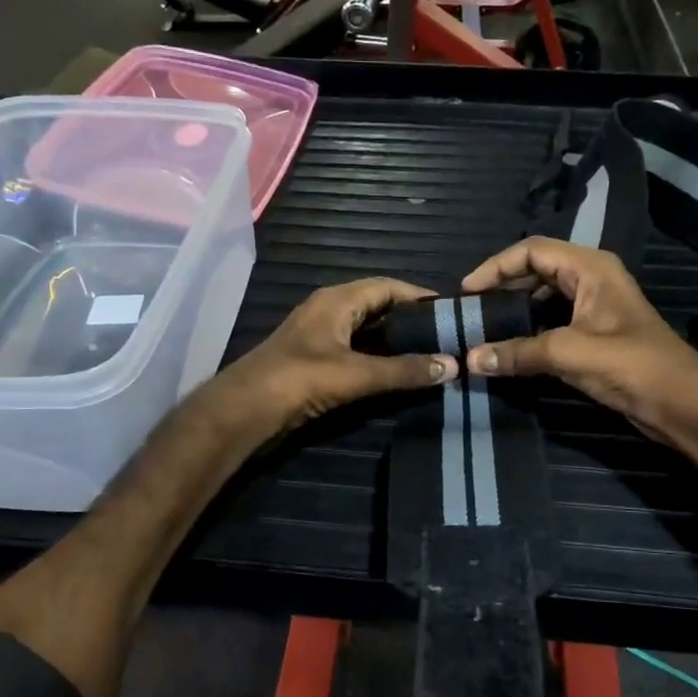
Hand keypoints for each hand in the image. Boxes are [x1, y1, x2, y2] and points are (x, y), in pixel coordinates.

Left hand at [215, 278, 456, 435]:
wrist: (244, 410)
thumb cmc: (299, 380)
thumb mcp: (357, 374)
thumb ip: (405, 370)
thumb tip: (453, 365)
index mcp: (337, 300)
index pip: (388, 286)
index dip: (420, 296)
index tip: (452, 312)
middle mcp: (329, 309)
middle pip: (379, 306)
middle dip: (411, 320)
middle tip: (447, 336)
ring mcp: (320, 335)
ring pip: (367, 330)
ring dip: (395, 341)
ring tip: (430, 354)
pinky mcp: (315, 359)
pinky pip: (356, 349)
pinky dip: (378, 357)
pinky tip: (397, 373)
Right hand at [459, 238, 697, 441]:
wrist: (682, 403)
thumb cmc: (632, 365)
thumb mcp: (570, 353)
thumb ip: (518, 353)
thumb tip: (470, 358)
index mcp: (590, 268)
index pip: (532, 250)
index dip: (496, 266)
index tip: (468, 292)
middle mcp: (591, 279)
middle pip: (535, 271)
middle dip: (502, 288)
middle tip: (472, 312)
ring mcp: (593, 307)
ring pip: (543, 298)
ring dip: (514, 311)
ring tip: (484, 330)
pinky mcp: (594, 334)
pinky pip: (552, 321)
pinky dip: (529, 330)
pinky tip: (510, 348)